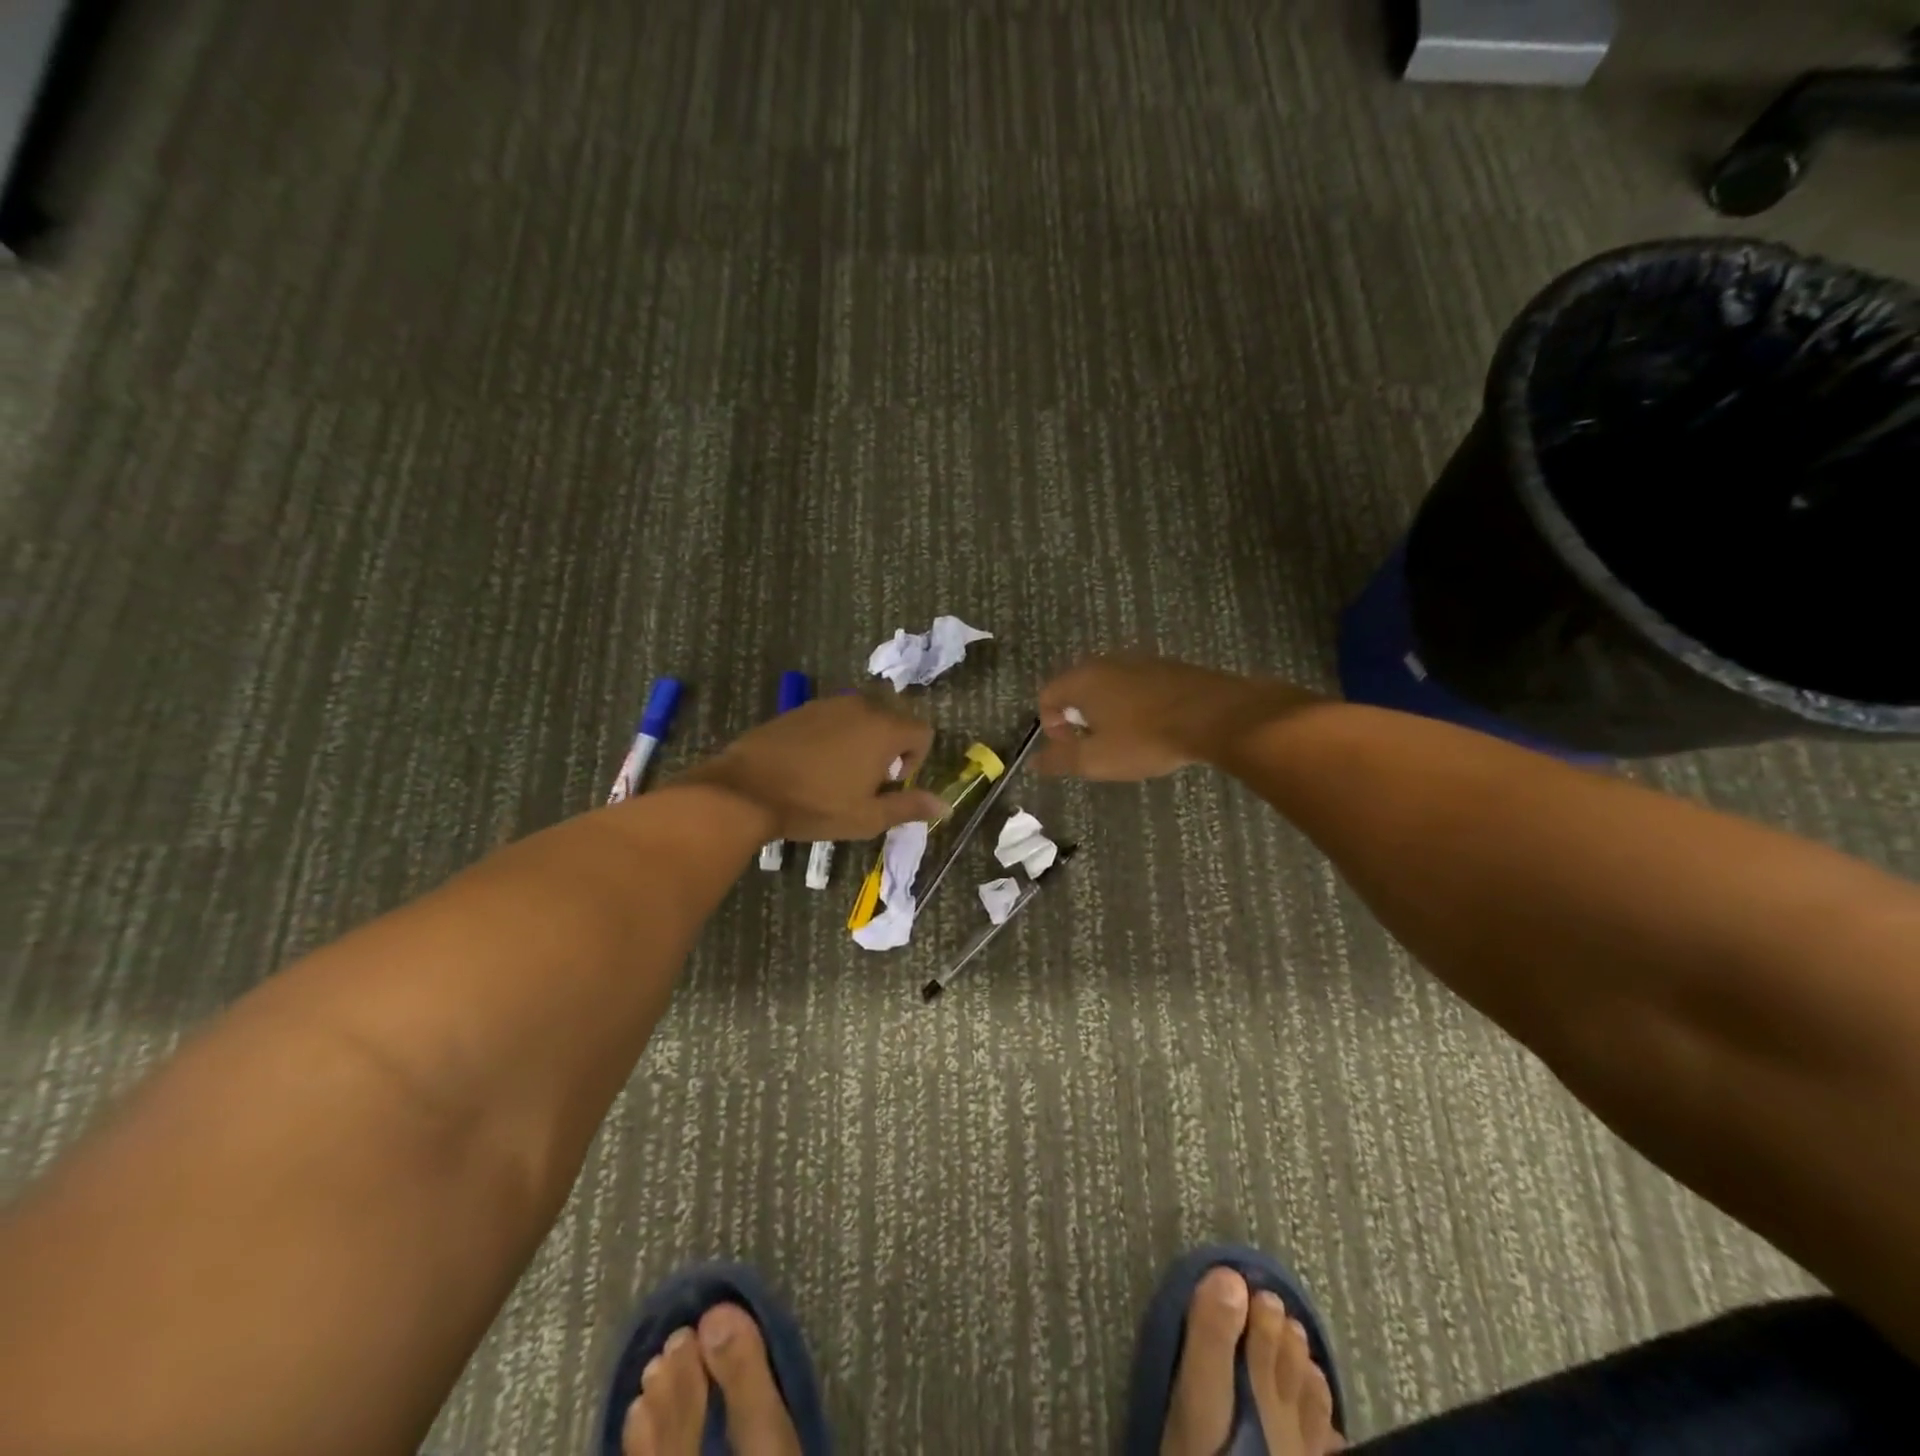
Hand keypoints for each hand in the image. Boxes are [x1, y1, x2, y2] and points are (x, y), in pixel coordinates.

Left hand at [678, 694, 946, 840]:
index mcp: (884, 729)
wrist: (747, 790)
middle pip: (894, 721)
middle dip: (889, 750)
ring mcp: (829, 703)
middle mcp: (861, 706)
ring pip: (863, 718)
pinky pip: (834, 718)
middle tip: (864, 783)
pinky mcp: (802, 708)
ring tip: (837, 775)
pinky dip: (836, 736)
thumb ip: (910, 806)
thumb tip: (947, 805)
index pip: (923, 733)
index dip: (915, 762)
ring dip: (863, 742)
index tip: (888, 786)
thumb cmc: (815, 806)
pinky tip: (812, 764)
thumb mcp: (868, 816)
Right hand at [1035, 654, 1320, 779]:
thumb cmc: (1146, 739)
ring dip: (1108, 712)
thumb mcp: (1097, 759)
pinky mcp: (1168, 667)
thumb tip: (1034, 762)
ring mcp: (1140, 660)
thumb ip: (1060, 760)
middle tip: (1096, 747)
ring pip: (1109, 686)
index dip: (1051, 726)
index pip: (1047, 696)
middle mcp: (1106, 662)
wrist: (1216, 716)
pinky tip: (1152, 728)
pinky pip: (1137, 686)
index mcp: (1082, 679)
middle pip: (1077, 689)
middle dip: (1078, 719)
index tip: (1071, 749)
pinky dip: (1134, 706)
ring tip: (1125, 741)